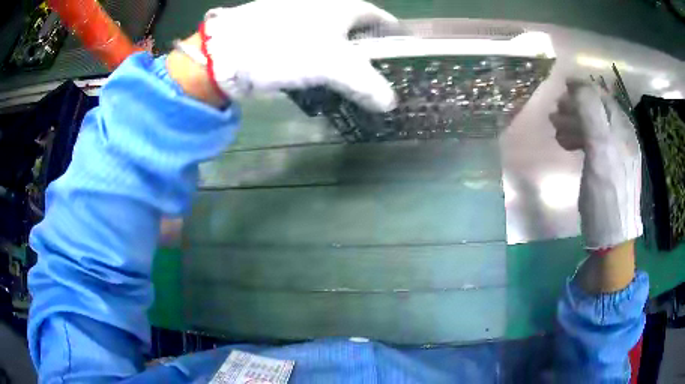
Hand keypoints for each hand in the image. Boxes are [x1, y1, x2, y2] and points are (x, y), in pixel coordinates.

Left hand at [195, 0, 397, 111]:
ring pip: (334, 40)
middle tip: (382, 74)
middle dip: (371, 50)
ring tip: (357, 81)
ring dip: (345, 59)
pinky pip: (312, 48)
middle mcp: (324, 7)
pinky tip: (324, 78)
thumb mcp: (334, 65)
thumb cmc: (286, 47)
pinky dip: (321, 62)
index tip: (404, 52)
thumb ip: (367, 84)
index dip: (394, 34)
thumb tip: (390, 103)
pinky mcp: (283, 35)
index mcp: (342, 6)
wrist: (228, 51)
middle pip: (357, 29)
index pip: (379, 17)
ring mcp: (300, 20)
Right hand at [550, 79, 642, 249]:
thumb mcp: (600, 150)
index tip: (562, 89)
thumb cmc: (606, 195)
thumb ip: (590, 114)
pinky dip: (580, 140)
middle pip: (597, 111)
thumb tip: (577, 85)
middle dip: (575, 108)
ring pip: (594, 127)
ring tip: (557, 132)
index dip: (582, 89)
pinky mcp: (611, 168)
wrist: (612, 237)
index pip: (601, 97)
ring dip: (574, 124)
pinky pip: (595, 144)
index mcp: (622, 129)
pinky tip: (569, 146)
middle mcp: (622, 136)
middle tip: (554, 115)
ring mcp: (617, 153)